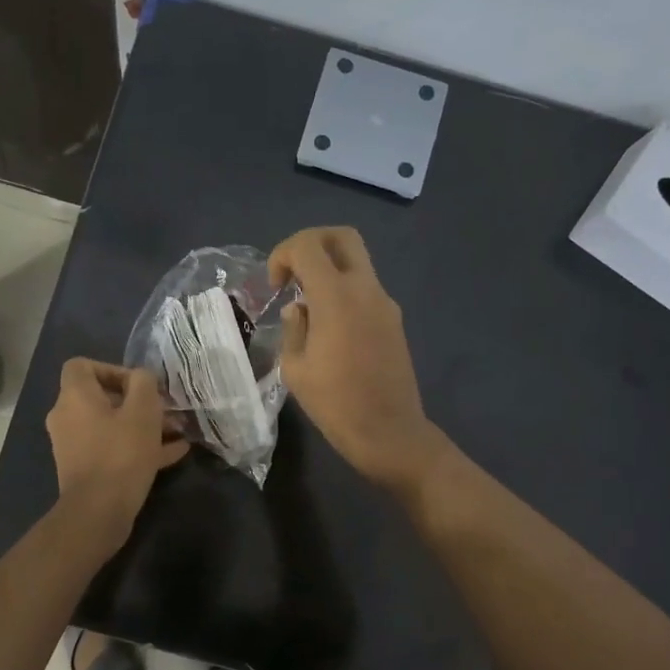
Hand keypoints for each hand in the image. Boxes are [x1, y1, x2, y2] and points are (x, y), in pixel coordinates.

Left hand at [46, 359, 188, 537]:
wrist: (98, 512)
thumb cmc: (121, 453)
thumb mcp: (143, 410)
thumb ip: (144, 383)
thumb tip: (141, 378)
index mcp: (75, 396)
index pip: (82, 366)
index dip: (112, 369)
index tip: (139, 386)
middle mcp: (67, 417)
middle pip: (103, 398)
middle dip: (140, 403)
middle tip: (168, 412)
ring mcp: (74, 445)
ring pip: (112, 425)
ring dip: (144, 426)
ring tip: (177, 433)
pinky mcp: (85, 469)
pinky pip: (112, 448)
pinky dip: (137, 447)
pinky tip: (173, 454)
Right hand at [268, 227, 447, 491]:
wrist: (389, 432)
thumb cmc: (335, 404)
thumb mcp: (296, 368)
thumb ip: (294, 328)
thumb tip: (299, 309)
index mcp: (336, 297)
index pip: (308, 245)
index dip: (283, 254)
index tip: (275, 285)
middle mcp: (365, 289)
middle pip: (342, 237)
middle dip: (312, 244)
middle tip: (294, 273)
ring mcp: (385, 303)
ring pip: (357, 262)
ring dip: (329, 270)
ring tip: (308, 307)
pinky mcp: (394, 320)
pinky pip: (366, 289)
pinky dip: (344, 292)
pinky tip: (330, 328)